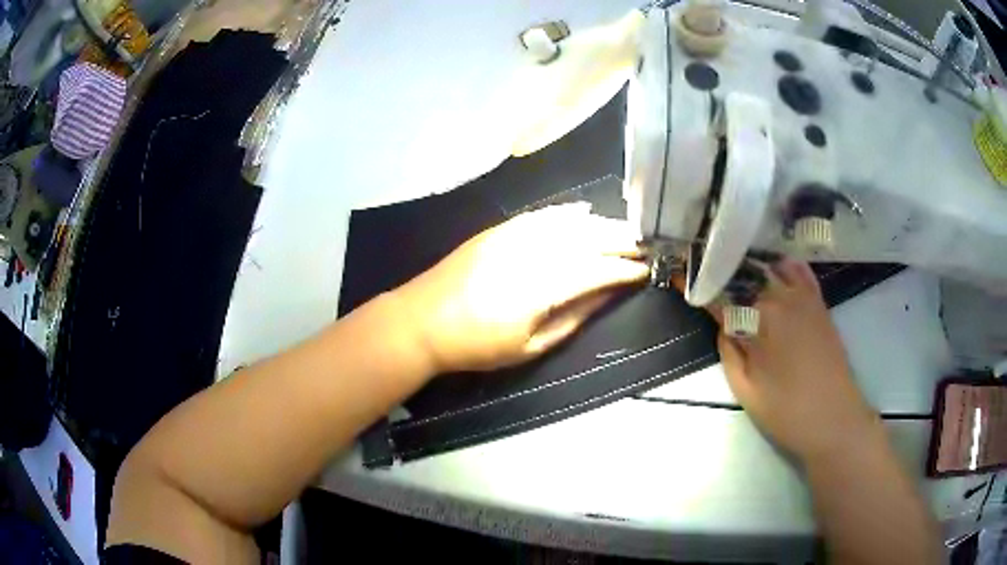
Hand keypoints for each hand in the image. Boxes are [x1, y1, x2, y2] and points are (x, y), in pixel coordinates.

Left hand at [391, 204, 648, 373]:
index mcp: (544, 285)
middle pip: (589, 238)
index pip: (598, 268)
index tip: (647, 269)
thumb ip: (573, 318)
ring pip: (570, 223)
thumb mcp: (530, 346)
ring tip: (626, 229)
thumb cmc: (477, 344)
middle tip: (647, 243)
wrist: (422, 320)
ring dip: (602, 224)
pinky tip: (585, 212)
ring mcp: (515, 234)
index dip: (625, 268)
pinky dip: (567, 212)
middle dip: (622, 240)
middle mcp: (535, 250)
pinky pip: (542, 214)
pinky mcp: (501, 229)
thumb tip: (607, 295)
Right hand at [712, 260, 878, 461]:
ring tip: (734, 266)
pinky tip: (774, 267)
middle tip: (705, 268)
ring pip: (772, 266)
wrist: (835, 419)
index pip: (722, 296)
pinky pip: (800, 271)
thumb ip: (729, 351)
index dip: (698, 286)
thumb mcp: (746, 390)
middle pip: (746, 274)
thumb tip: (723, 324)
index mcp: (760, 319)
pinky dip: (783, 264)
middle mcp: (782, 297)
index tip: (678, 275)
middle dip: (722, 269)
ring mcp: (804, 297)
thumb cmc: (787, 411)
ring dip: (750, 265)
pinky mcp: (819, 303)